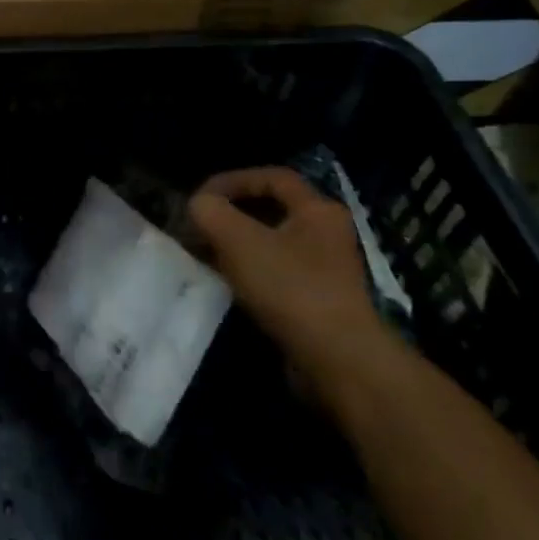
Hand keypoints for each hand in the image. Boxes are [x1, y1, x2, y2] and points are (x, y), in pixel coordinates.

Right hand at [187, 168, 395, 386]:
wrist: (339, 362)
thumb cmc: (291, 288)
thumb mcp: (238, 239)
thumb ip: (210, 211)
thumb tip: (199, 206)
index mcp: (318, 210)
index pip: (272, 177)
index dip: (233, 180)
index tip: (202, 196)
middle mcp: (327, 235)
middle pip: (272, 211)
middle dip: (231, 214)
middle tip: (199, 225)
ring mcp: (326, 271)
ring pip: (272, 244)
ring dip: (236, 245)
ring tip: (204, 254)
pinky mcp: (318, 303)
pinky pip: (277, 274)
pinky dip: (249, 272)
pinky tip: (226, 283)